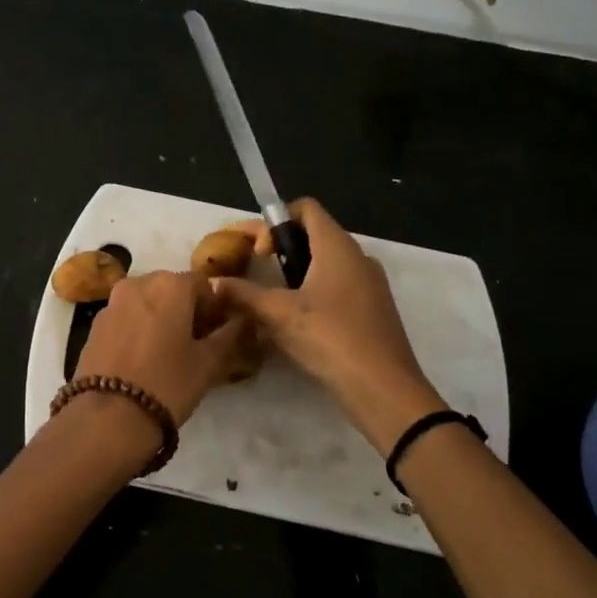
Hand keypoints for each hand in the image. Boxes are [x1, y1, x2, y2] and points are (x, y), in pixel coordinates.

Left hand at [77, 270, 252, 426]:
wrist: (107, 418)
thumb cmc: (167, 385)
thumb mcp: (209, 363)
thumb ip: (230, 336)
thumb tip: (243, 321)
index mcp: (169, 285)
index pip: (203, 285)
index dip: (215, 309)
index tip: (218, 336)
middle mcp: (138, 283)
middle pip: (172, 290)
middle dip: (186, 311)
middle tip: (196, 345)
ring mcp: (111, 303)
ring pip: (146, 303)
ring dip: (161, 319)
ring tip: (168, 355)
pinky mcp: (94, 326)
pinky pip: (125, 318)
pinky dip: (138, 330)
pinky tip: (142, 361)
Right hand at [215, 198, 443, 456]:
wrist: (384, 389)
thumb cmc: (330, 338)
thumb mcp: (278, 314)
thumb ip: (243, 294)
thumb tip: (213, 283)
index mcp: (337, 246)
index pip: (304, 208)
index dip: (274, 222)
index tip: (258, 253)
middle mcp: (357, 257)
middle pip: (312, 235)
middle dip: (278, 249)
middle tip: (251, 270)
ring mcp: (369, 284)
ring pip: (324, 264)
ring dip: (293, 274)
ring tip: (267, 299)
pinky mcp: (372, 310)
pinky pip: (336, 288)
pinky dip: (311, 293)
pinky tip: (292, 323)